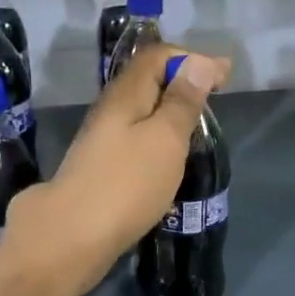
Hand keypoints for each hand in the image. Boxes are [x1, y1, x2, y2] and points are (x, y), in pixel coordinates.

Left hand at [3, 44, 228, 295]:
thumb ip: (181, 102)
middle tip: (215, 95)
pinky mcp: (102, 168)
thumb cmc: (125, 184)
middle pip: (147, 81)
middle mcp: (110, 110)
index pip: (157, 56)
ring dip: (171, 110)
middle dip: (182, 81)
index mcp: (125, 94)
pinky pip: (136, 137)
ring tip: (198, 124)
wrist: (70, 238)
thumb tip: (198, 62)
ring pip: (142, 111)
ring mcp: (103, 140)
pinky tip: (171, 156)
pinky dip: (159, 136)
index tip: (224, 75)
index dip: (191, 58)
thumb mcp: (164, 139)